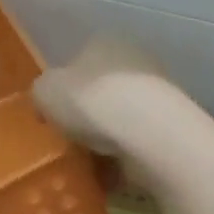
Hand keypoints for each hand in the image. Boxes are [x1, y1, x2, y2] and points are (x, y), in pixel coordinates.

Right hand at [33, 37, 182, 166]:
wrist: (148, 132)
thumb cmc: (90, 101)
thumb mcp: (45, 91)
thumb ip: (42, 92)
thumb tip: (48, 101)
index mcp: (104, 42)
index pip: (79, 60)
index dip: (64, 88)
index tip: (53, 115)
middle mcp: (135, 60)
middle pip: (103, 89)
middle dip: (88, 113)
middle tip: (69, 138)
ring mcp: (157, 93)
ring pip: (122, 116)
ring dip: (107, 137)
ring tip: (89, 160)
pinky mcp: (170, 125)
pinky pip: (137, 141)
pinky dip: (124, 155)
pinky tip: (111, 171)